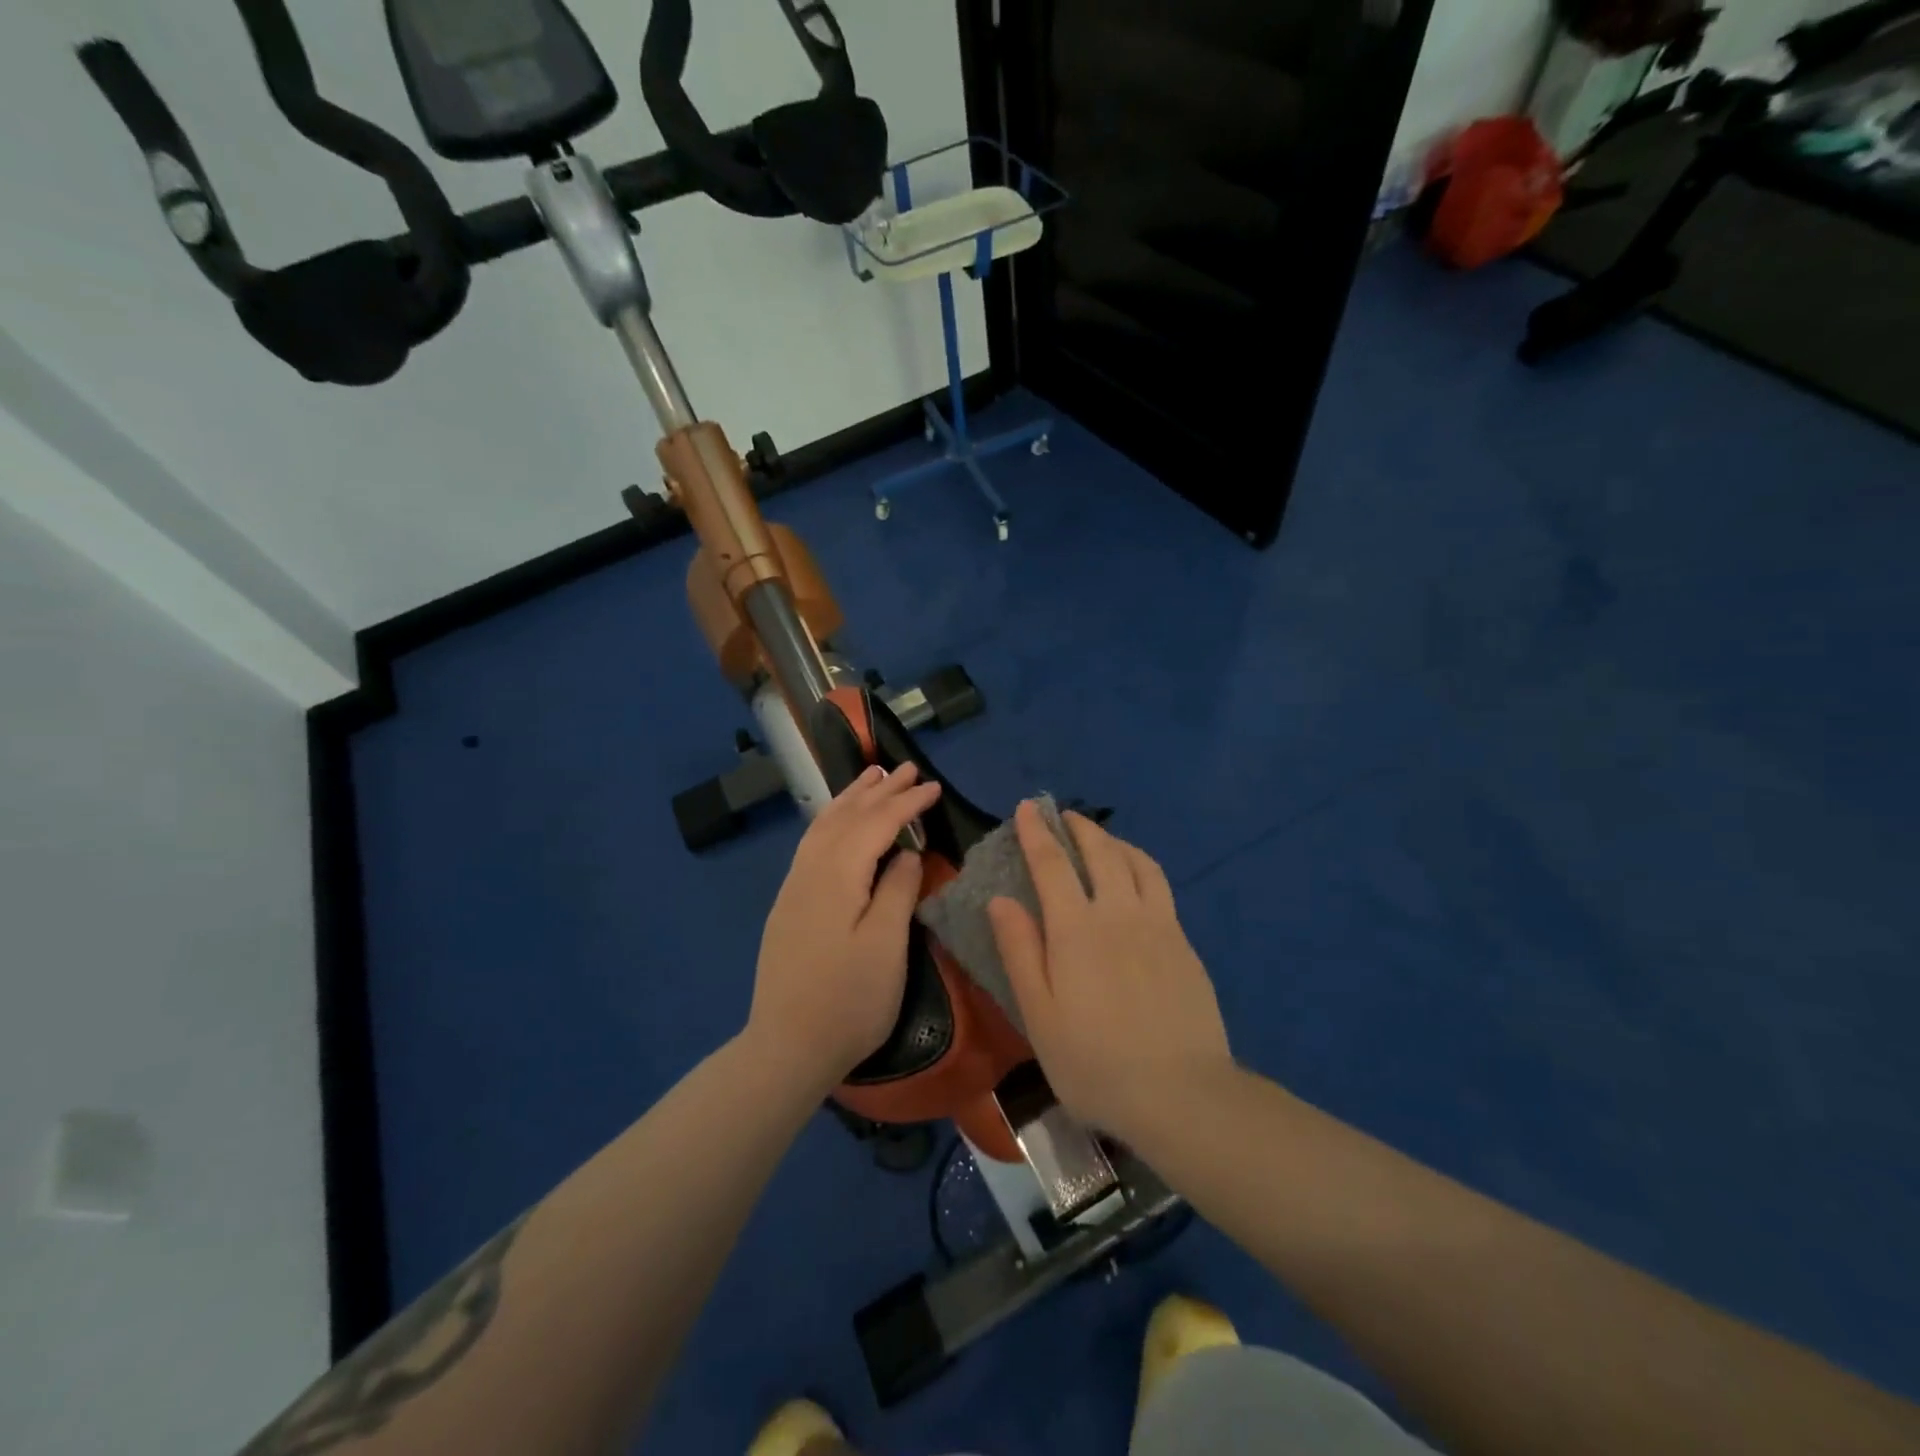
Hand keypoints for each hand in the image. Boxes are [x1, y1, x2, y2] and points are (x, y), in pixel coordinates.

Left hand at [748, 763, 941, 1090]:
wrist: (787, 1047)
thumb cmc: (848, 1000)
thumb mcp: (886, 946)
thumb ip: (897, 890)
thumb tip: (905, 852)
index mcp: (836, 876)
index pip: (876, 824)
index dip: (906, 802)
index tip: (934, 787)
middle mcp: (809, 871)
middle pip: (846, 817)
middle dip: (878, 790)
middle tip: (907, 767)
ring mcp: (793, 888)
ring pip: (823, 826)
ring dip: (850, 798)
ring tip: (871, 778)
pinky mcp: (788, 905)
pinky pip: (812, 843)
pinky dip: (832, 820)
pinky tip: (839, 822)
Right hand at [989, 803, 1231, 1141]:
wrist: (1182, 1094)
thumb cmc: (1095, 1062)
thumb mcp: (1040, 1015)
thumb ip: (1020, 951)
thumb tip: (1000, 900)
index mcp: (1077, 929)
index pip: (1052, 864)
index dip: (1037, 832)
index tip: (1028, 807)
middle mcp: (1119, 913)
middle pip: (1100, 852)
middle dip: (1079, 827)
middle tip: (1064, 816)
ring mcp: (1159, 925)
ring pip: (1137, 862)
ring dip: (1115, 841)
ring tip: (1101, 840)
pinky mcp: (1184, 943)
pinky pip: (1160, 886)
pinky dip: (1141, 866)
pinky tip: (1137, 880)